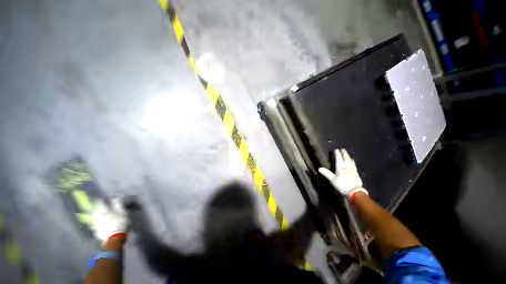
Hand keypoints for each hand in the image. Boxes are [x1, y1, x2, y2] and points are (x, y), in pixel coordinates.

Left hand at [90, 198, 128, 243]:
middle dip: (95, 207)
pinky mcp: (95, 230)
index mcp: (103, 210)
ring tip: (96, 212)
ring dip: (94, 213)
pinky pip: (93, 223)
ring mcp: (95, 224)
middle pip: (93, 210)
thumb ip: (117, 205)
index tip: (101, 199)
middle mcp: (97, 216)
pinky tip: (97, 221)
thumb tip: (114, 198)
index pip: (98, 203)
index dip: (99, 200)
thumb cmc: (120, 222)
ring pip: (92, 216)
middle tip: (96, 204)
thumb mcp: (122, 212)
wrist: (114, 238)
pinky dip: (95, 220)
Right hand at [318, 149, 367, 197]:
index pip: (338, 158)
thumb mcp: (332, 179)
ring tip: (347, 154)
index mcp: (340, 167)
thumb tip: (319, 168)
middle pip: (345, 158)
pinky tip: (353, 161)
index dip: (337, 153)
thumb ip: (326, 173)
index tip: (336, 149)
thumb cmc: (342, 184)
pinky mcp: (356, 173)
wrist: (354, 191)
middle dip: (344, 153)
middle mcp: (347, 166)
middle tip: (343, 149)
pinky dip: (352, 161)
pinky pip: (354, 164)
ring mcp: (352, 169)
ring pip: (350, 160)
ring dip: (348, 156)